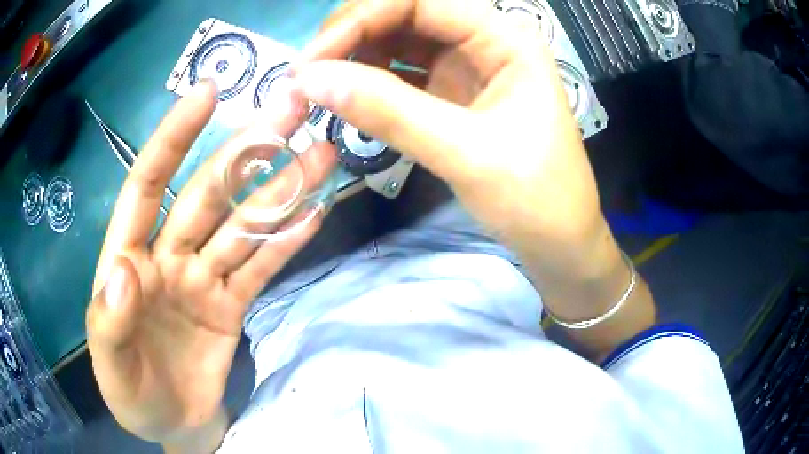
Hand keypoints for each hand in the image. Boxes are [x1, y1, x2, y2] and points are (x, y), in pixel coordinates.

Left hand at [86, 81, 335, 447]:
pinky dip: (287, 241)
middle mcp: (169, 256)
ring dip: (281, 188)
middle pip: (210, 193)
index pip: (148, 186)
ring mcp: (204, 279)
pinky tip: (314, 212)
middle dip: (248, 149)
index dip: (173, 138)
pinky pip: (261, 268)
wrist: (173, 425)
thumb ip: (109, 322)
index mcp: (129, 260)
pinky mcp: (232, 306)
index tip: (206, 93)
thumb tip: (125, 270)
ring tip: (320, 153)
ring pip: (245, 224)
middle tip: (292, 109)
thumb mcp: (111, 370)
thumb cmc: (132, 397)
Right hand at [293, 0, 604, 272]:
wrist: (559, 242)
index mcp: (503, 37)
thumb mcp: (466, 152)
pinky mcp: (452, 95)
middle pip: (403, 14)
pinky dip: (369, 82)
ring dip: (354, 58)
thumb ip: (388, 111)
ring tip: (319, 88)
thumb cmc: (535, 199)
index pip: (418, 1)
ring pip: (397, 42)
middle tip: (307, 74)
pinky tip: (347, 98)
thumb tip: (310, 79)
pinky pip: (401, 74)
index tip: (311, 59)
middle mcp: (483, 41)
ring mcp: (466, 67)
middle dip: (351, 35)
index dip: (359, 19)